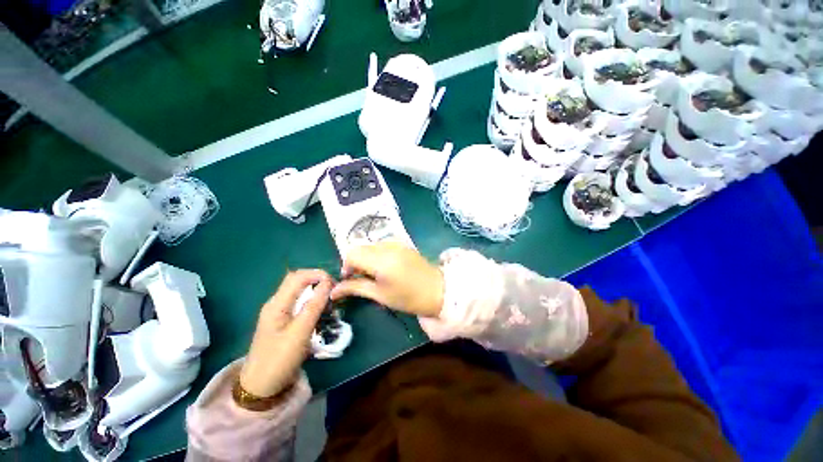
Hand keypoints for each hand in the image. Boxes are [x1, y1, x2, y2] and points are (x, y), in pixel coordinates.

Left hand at [239, 270, 332, 397]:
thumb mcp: (300, 332)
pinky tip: (319, 309)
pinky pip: (297, 301)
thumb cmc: (280, 359)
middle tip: (333, 289)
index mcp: (277, 304)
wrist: (260, 386)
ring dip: (314, 289)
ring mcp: (277, 311)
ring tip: (329, 298)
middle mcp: (275, 303)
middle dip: (317, 279)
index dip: (318, 274)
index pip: (298, 276)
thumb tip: (327, 283)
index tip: (335, 283)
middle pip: (297, 280)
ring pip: (298, 290)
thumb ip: (314, 305)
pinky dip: (310, 299)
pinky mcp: (281, 320)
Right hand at [330, 242, 443, 317]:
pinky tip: (384, 266)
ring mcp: (397, 243)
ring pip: (370, 245)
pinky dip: (376, 253)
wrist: (437, 290)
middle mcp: (388, 246)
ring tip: (373, 273)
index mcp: (382, 260)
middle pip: (360, 247)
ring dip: (366, 257)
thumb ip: (356, 288)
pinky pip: (382, 244)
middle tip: (360, 278)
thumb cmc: (408, 298)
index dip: (346, 266)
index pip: (352, 253)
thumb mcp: (380, 295)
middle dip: (355, 262)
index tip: (349, 279)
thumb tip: (333, 290)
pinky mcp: (402, 243)